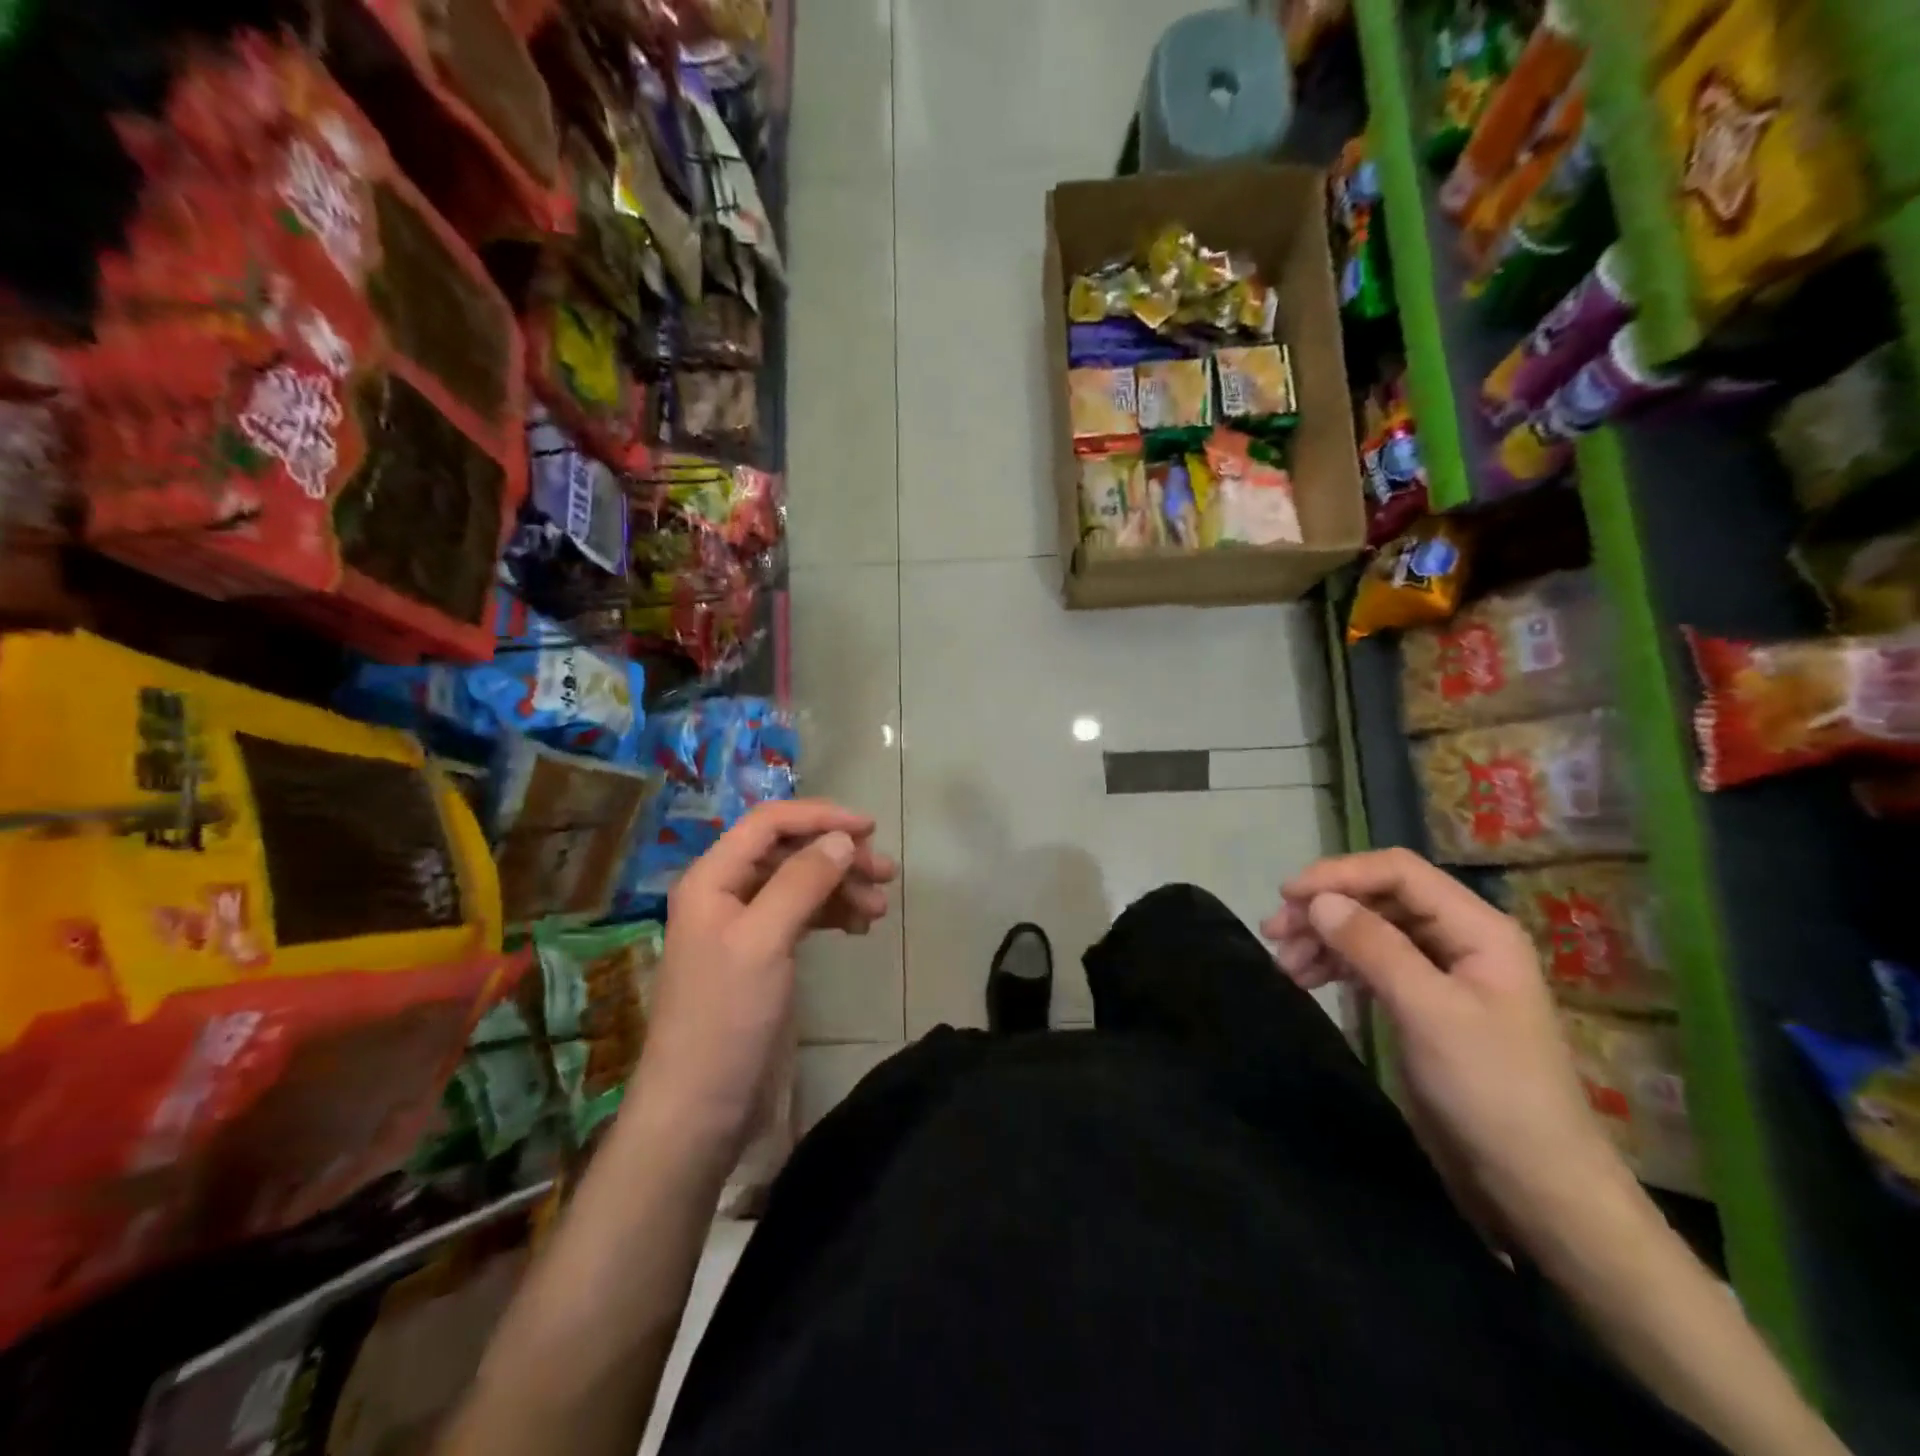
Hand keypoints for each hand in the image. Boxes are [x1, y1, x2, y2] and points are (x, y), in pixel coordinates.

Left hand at [635, 799, 897, 1151]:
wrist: (701, 1108)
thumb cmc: (726, 1017)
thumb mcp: (764, 941)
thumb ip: (802, 882)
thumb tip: (842, 839)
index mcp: (712, 878)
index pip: (769, 823)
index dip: (819, 816)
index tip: (869, 829)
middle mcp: (727, 893)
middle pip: (788, 852)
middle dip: (837, 855)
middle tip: (886, 874)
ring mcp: (745, 927)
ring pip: (800, 884)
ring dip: (841, 887)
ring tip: (880, 909)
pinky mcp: (764, 957)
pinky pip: (802, 916)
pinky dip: (832, 914)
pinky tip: (858, 928)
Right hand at [1262, 849, 1629, 1248]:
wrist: (1534, 1185)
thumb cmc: (1491, 1090)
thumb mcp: (1429, 1011)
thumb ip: (1374, 947)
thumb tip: (1318, 900)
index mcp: (1477, 928)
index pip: (1398, 872)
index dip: (1340, 875)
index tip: (1287, 896)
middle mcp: (1457, 939)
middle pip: (1378, 899)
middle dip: (1324, 909)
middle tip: (1273, 933)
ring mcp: (1439, 973)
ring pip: (1368, 930)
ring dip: (1322, 940)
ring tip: (1283, 965)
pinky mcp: (1421, 1004)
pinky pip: (1369, 964)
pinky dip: (1334, 966)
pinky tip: (1306, 980)